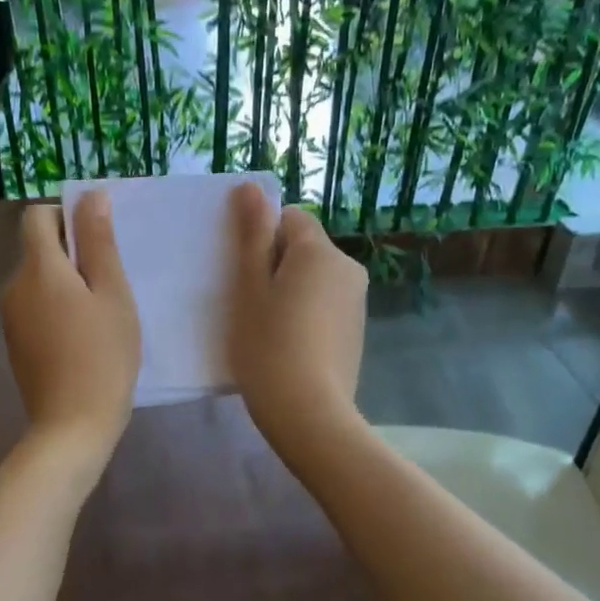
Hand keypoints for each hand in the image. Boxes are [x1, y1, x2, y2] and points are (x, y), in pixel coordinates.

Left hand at [2, 193, 140, 463]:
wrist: (72, 425)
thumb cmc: (103, 356)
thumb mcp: (112, 293)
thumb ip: (99, 242)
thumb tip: (91, 195)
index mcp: (37, 269)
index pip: (37, 217)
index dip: (67, 217)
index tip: (98, 242)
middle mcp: (14, 287)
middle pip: (38, 249)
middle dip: (72, 254)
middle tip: (111, 283)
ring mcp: (10, 318)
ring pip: (38, 280)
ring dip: (66, 284)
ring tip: (101, 313)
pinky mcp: (16, 343)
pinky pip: (35, 307)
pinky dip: (57, 309)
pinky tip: (83, 337)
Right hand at [227, 185, 367, 460]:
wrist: (309, 414)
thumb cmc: (268, 346)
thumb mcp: (249, 287)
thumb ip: (252, 234)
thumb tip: (252, 186)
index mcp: (320, 251)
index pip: (289, 218)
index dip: (261, 238)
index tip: (243, 273)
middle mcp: (348, 268)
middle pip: (303, 248)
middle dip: (275, 265)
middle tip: (248, 303)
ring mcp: (356, 301)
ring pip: (313, 278)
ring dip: (289, 291)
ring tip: (266, 329)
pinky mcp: (356, 331)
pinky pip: (324, 305)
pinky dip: (305, 315)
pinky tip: (288, 346)